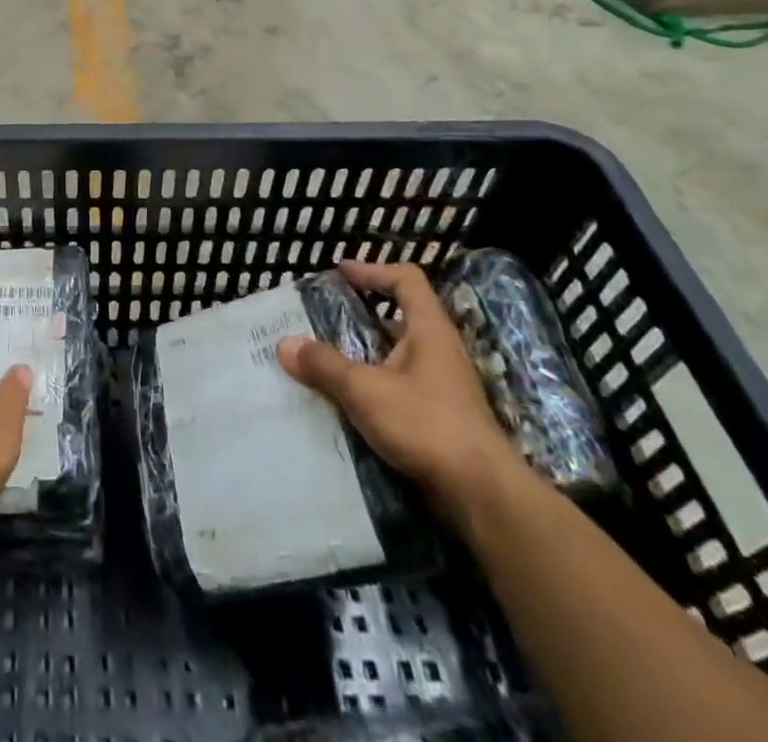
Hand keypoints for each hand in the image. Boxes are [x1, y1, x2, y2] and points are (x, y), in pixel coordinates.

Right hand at [278, 261, 525, 519]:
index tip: (340, 273)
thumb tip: (284, 344)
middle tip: (324, 320)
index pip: (406, 280)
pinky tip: (346, 402)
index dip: (373, 270)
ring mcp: (443, 388)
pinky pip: (399, 389)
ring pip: (397, 357)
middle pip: (399, 319)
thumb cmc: (426, 425)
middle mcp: (440, 352)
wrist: (483, 496)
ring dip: (364, 356)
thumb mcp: (365, 390)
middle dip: (361, 317)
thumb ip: (324, 365)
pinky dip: (373, 388)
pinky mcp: (441, 419)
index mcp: (430, 330)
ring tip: (325, 361)